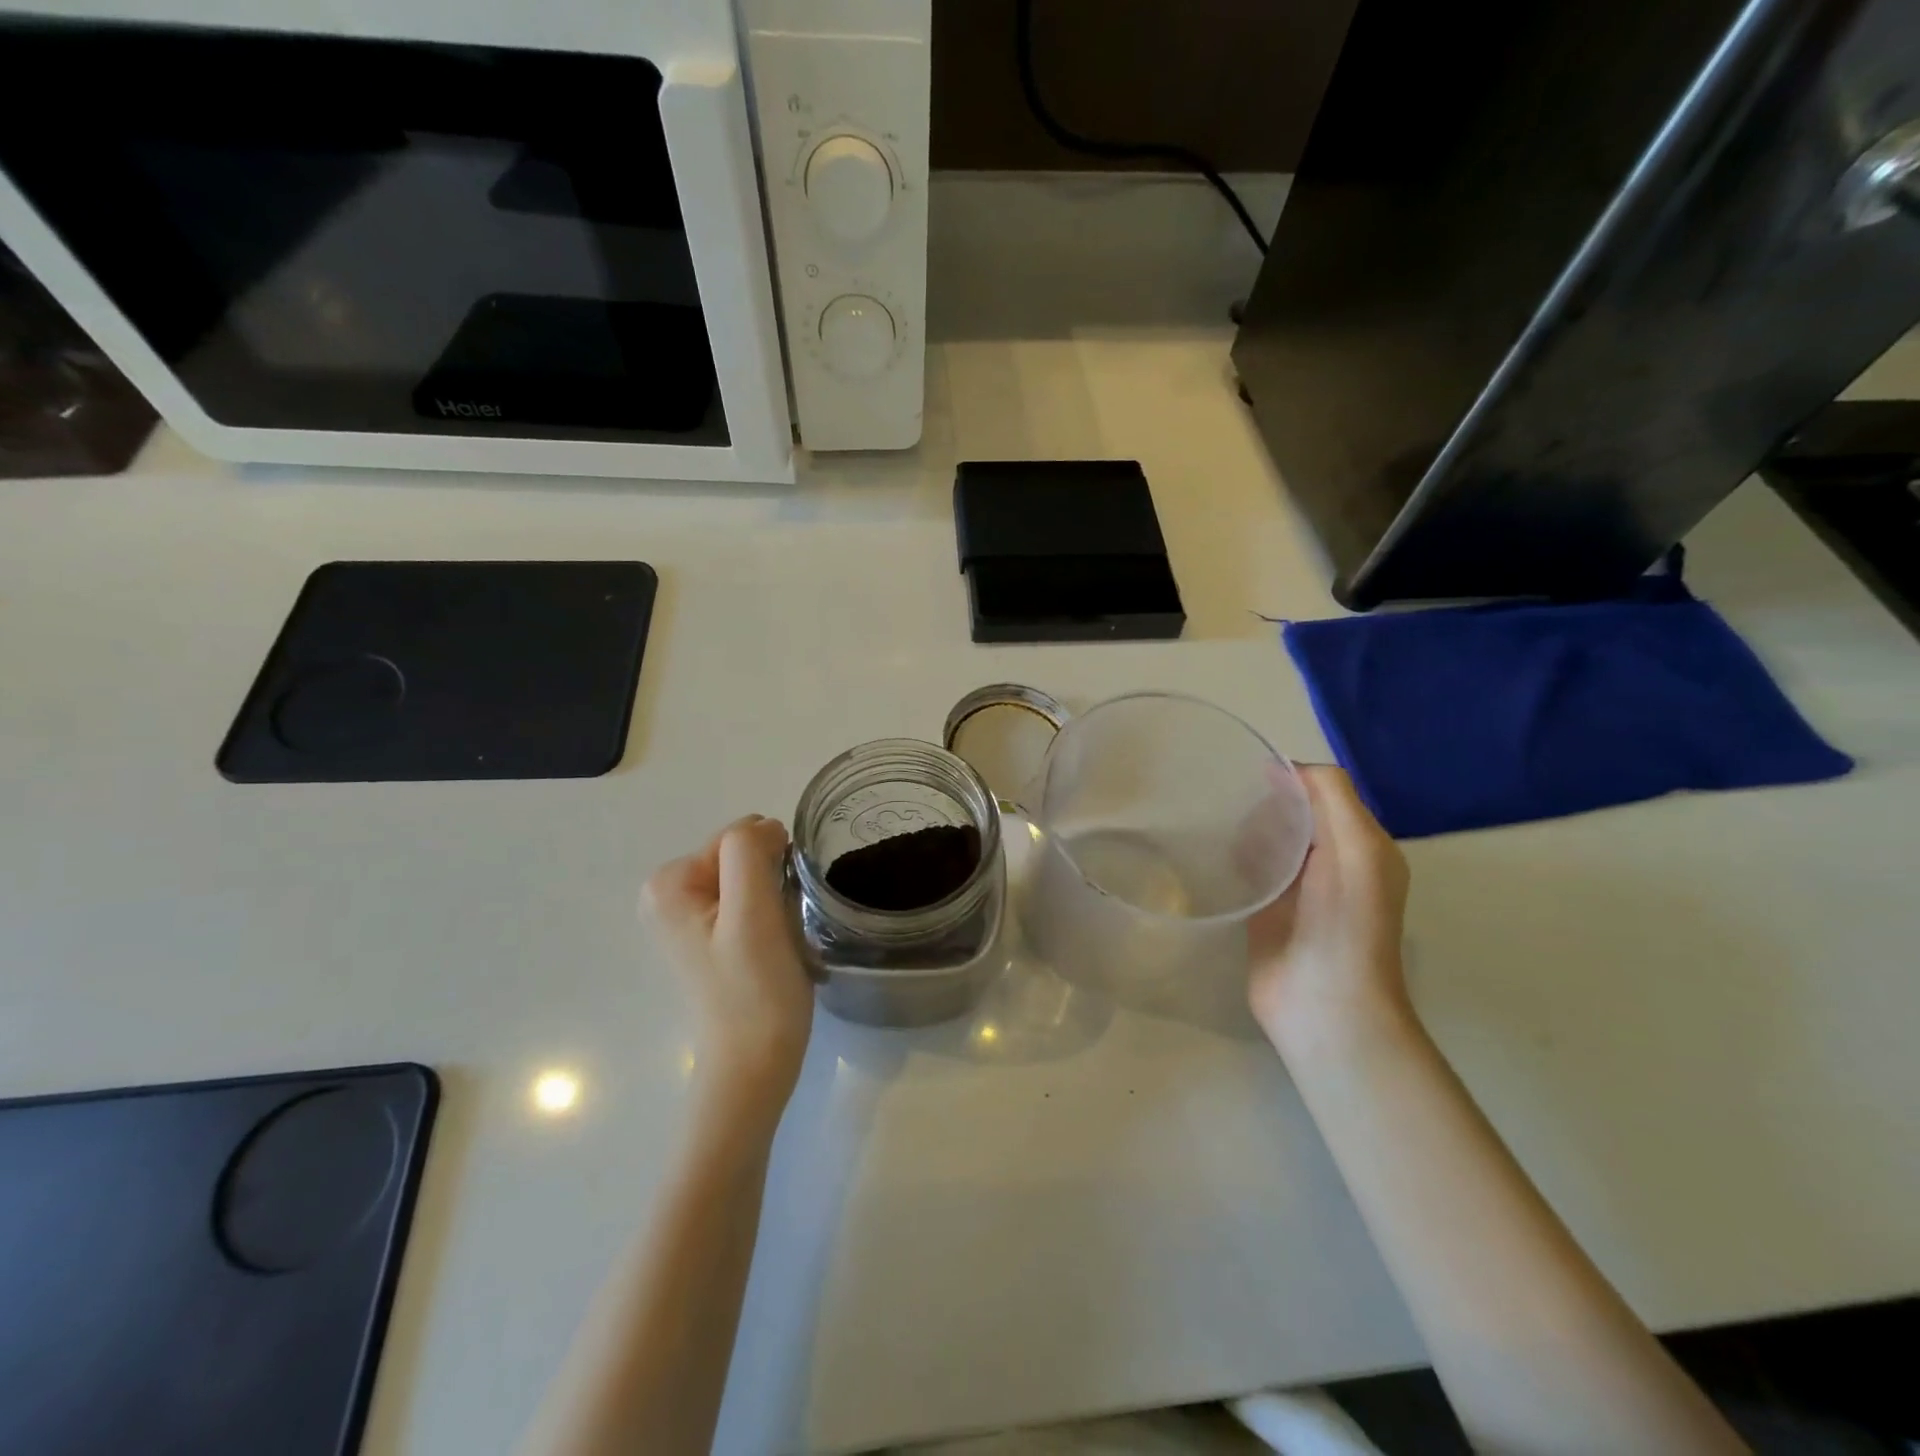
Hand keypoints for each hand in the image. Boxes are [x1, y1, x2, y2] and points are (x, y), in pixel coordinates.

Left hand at [643, 816, 814, 1124]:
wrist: (754, 1066)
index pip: (738, 838)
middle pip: (744, 857)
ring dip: (777, 901)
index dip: (771, 865)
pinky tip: (776, 950)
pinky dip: (773, 917)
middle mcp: (669, 894)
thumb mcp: (752, 912)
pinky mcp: (712, 938)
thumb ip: (749, 852)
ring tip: (779, 941)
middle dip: (772, 882)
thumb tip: (765, 828)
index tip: (778, 908)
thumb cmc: (754, 990)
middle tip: (779, 927)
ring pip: (754, 879)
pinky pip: (753, 902)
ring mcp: (690, 918)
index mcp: (668, 883)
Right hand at [1246, 766, 1411, 1058]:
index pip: (1323, 792)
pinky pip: (1248, 869)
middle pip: (1293, 813)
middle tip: (1232, 805)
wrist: (1323, 1004)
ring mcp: (1297, 889)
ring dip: (1246, 829)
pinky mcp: (1265, 910)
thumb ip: (1331, 796)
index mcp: (1362, 844)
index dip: (1292, 778)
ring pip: (1268, 839)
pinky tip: (1214, 855)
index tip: (1252, 773)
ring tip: (1218, 827)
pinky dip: (1234, 857)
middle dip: (1265, 803)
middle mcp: (1333, 862)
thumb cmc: (1345, 923)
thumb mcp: (1357, 847)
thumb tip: (1285, 766)